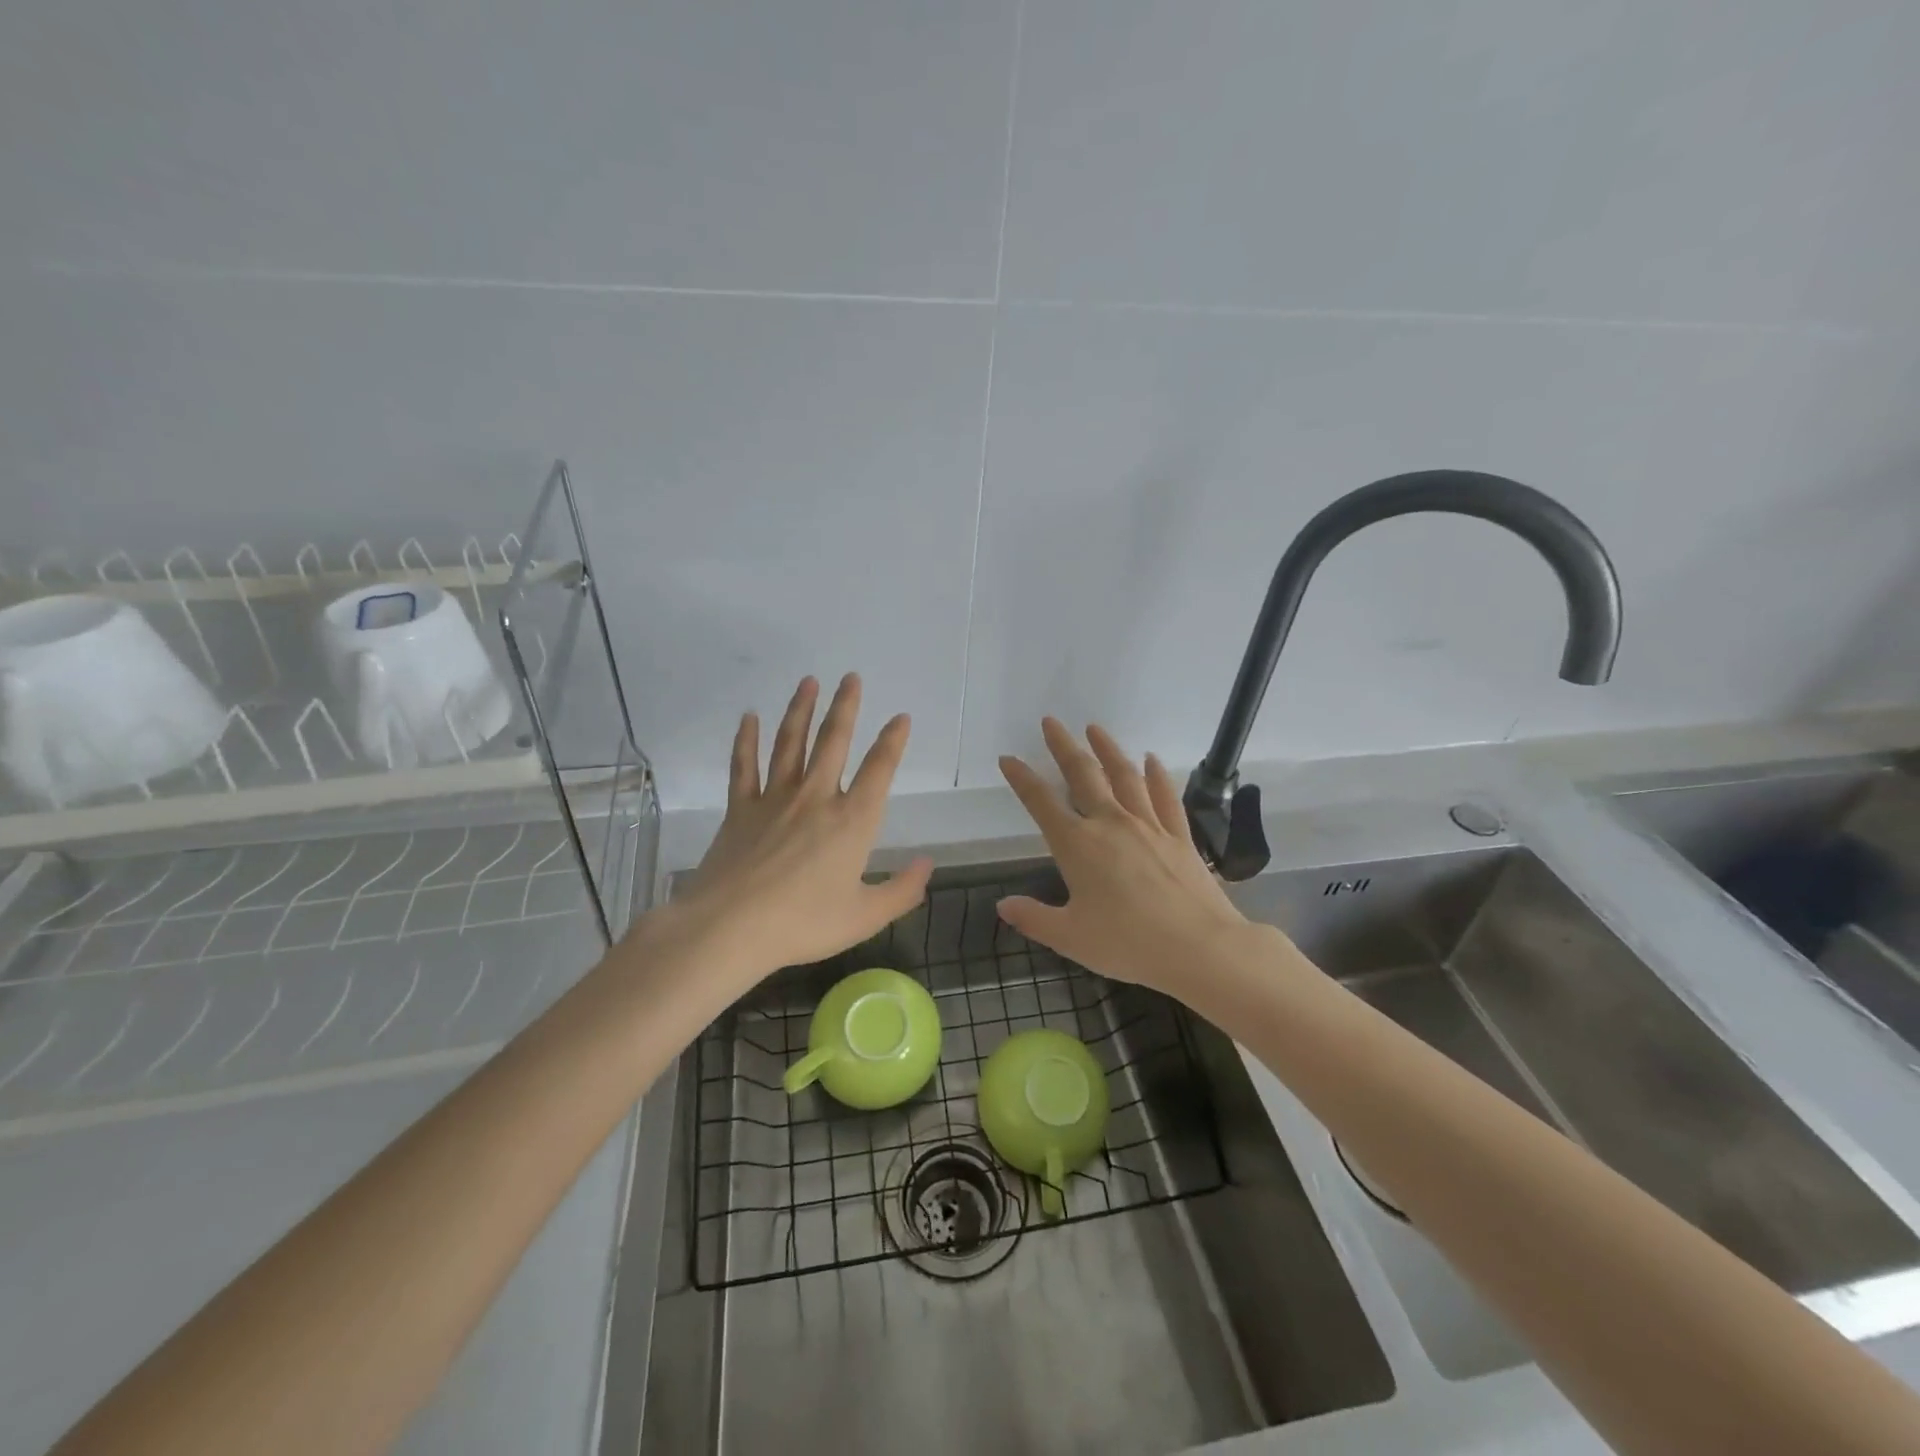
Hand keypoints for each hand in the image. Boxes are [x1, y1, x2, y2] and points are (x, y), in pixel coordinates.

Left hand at [675, 674, 932, 981]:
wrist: (730, 927)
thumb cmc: (803, 923)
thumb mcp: (865, 916)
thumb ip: (902, 890)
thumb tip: (929, 864)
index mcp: (852, 820)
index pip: (879, 769)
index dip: (892, 741)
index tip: (901, 717)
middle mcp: (816, 797)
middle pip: (833, 741)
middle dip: (845, 706)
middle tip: (850, 677)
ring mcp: (775, 798)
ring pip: (791, 743)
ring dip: (800, 709)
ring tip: (808, 681)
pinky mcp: (740, 808)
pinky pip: (744, 765)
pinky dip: (747, 739)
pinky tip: (749, 717)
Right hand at [997, 719, 1250, 993]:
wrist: (1199, 947)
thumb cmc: (1128, 944)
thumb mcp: (1070, 937)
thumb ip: (1034, 918)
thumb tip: (1002, 905)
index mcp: (1078, 846)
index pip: (1041, 803)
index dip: (1022, 779)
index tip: (1008, 758)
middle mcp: (1110, 824)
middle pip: (1083, 775)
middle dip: (1063, 747)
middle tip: (1051, 722)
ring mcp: (1148, 826)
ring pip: (1124, 776)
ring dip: (1107, 749)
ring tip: (1094, 728)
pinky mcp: (1179, 835)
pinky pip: (1165, 796)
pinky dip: (1156, 775)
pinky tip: (1151, 759)